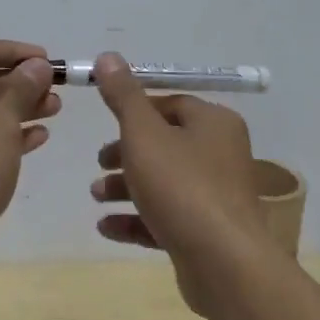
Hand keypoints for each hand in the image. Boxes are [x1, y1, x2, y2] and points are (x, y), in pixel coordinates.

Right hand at [87, 52, 273, 315]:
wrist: (223, 263)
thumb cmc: (181, 186)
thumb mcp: (143, 134)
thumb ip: (123, 96)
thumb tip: (109, 56)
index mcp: (214, 123)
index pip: (172, 104)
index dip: (136, 111)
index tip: (106, 123)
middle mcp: (220, 154)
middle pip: (165, 145)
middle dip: (125, 154)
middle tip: (99, 163)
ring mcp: (216, 196)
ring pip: (163, 183)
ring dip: (126, 187)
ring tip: (96, 197)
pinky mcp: (207, 232)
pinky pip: (166, 217)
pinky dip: (137, 219)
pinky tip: (106, 227)